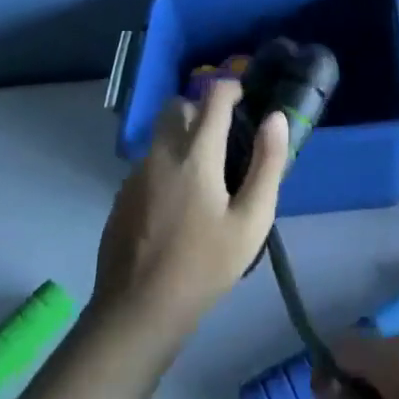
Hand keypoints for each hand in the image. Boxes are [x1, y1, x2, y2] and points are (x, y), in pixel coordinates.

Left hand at [93, 79, 289, 345]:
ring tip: (205, 173)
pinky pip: (148, 162)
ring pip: (160, 134)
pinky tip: (179, 203)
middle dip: (201, 108)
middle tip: (224, 134)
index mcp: (196, 154)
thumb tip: (275, 118)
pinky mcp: (122, 195)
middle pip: (177, 106)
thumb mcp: (252, 220)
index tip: (246, 98)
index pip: (213, 96)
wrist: (138, 310)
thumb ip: (267, 164)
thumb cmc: (205, 266)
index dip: (231, 88)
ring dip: (182, 136)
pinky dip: (167, 164)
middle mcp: (161, 152)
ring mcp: (136, 173)